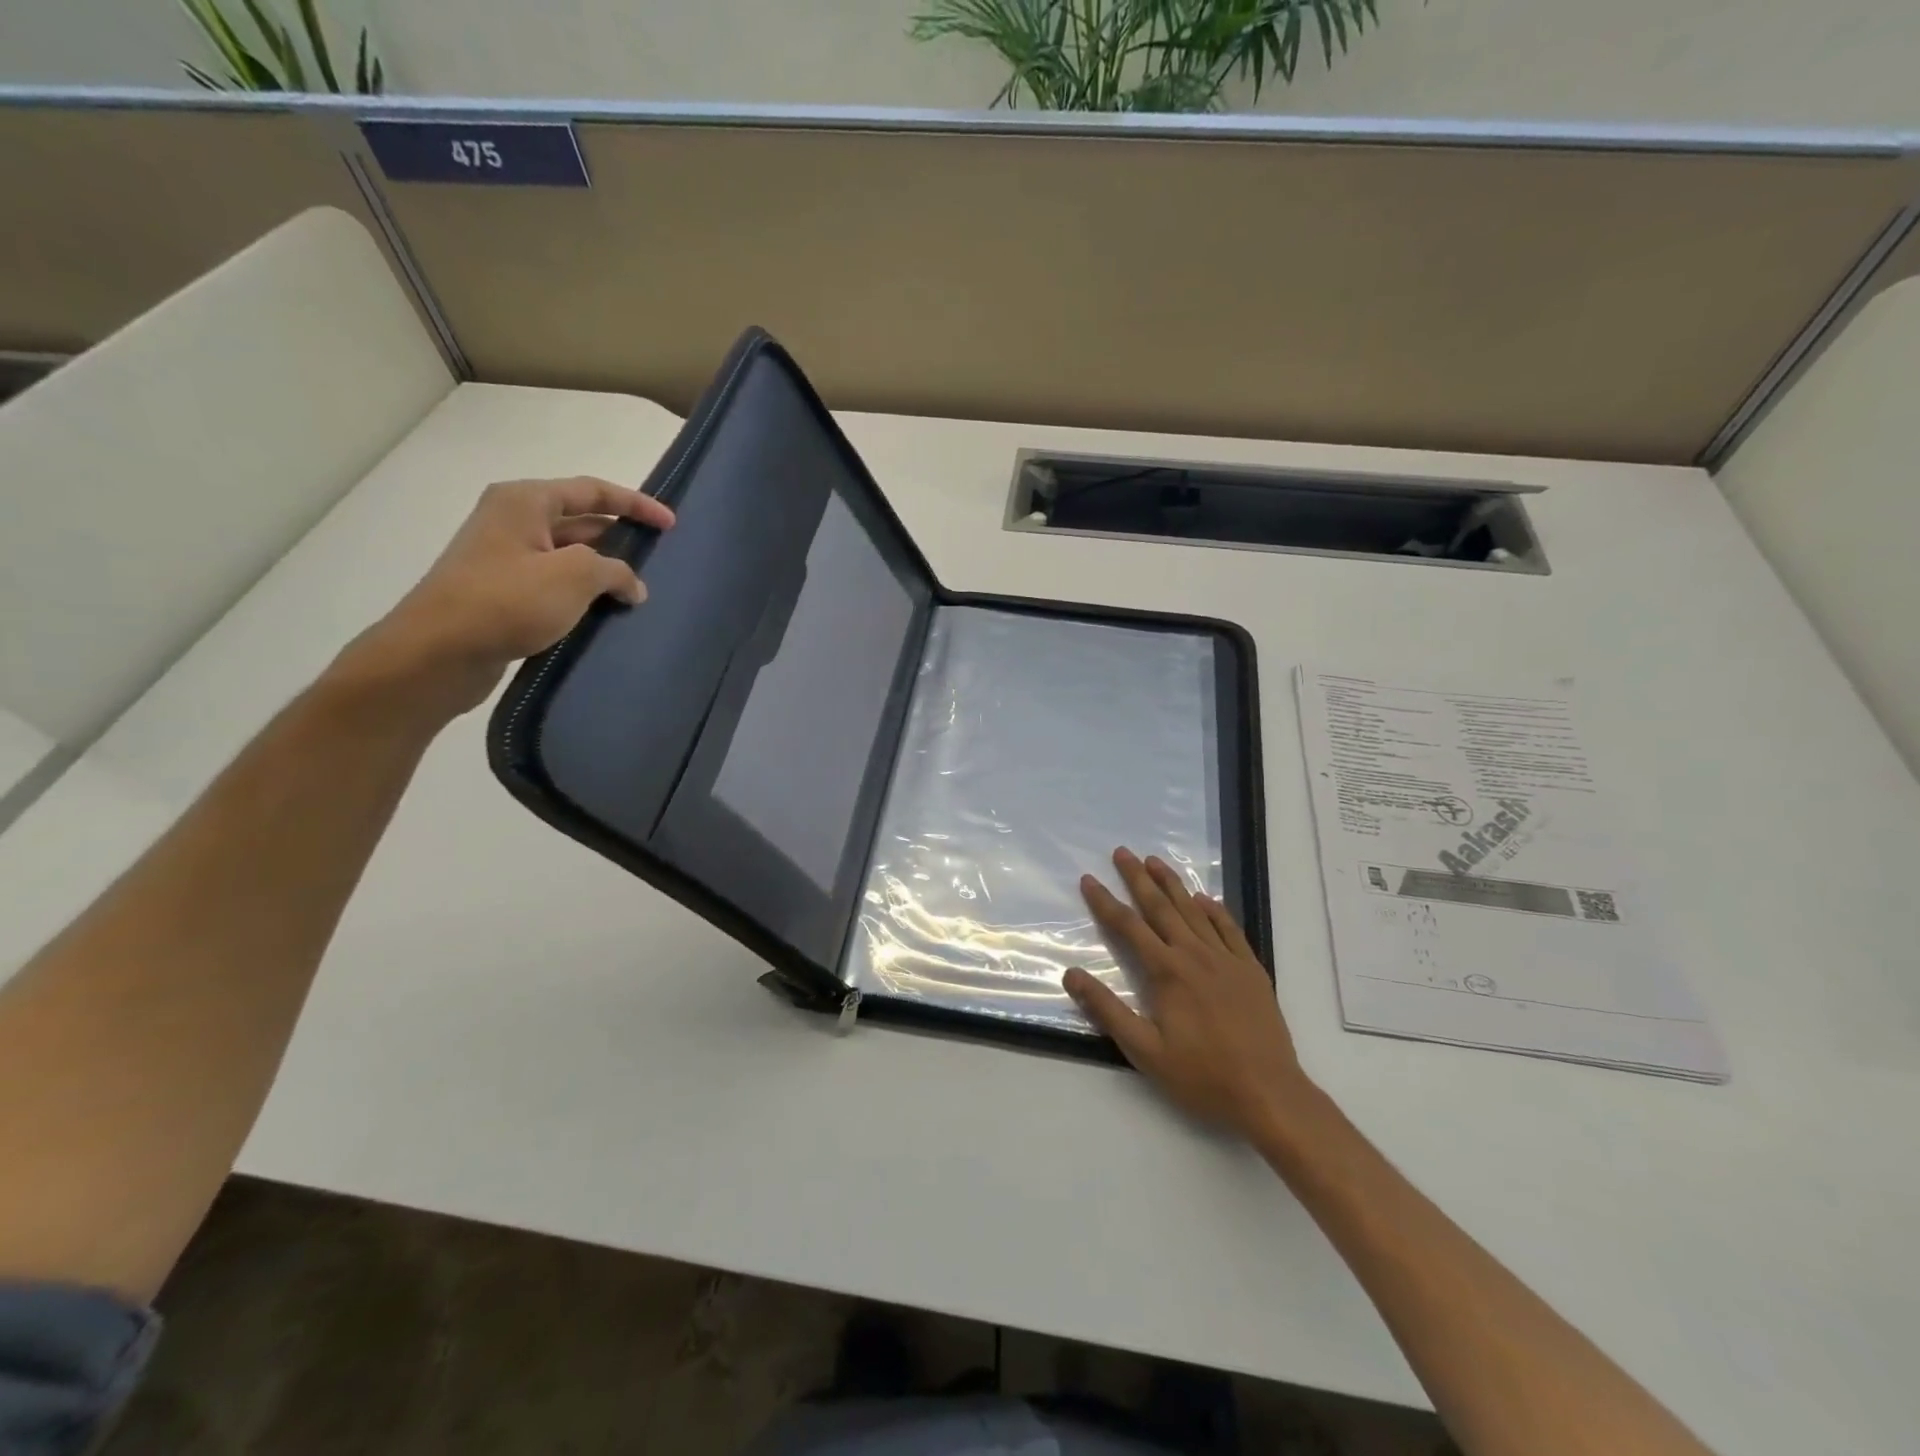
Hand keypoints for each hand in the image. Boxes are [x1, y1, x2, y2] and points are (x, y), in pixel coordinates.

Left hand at [334, 477, 674, 718]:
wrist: (439, 652)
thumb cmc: (507, 601)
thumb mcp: (574, 576)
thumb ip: (615, 571)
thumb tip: (632, 585)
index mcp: (525, 501)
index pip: (593, 491)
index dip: (636, 505)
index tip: (671, 524)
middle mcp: (513, 521)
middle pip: (581, 521)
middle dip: (620, 538)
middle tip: (658, 558)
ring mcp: (506, 559)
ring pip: (570, 556)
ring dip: (604, 571)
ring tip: (639, 591)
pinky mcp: (504, 594)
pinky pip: (556, 585)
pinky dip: (584, 594)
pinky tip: (606, 614)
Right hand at [1065, 847, 1311, 1140]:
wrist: (1269, 1094)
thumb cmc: (1202, 1076)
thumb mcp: (1145, 1051)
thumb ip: (1107, 1010)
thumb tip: (1071, 974)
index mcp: (1167, 972)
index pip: (1128, 926)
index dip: (1105, 901)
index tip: (1089, 879)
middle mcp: (1195, 955)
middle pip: (1161, 907)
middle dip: (1138, 878)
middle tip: (1122, 852)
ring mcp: (1227, 960)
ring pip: (1194, 911)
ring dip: (1173, 884)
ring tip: (1155, 861)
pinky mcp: (1251, 970)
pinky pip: (1229, 929)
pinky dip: (1214, 910)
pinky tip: (1204, 899)